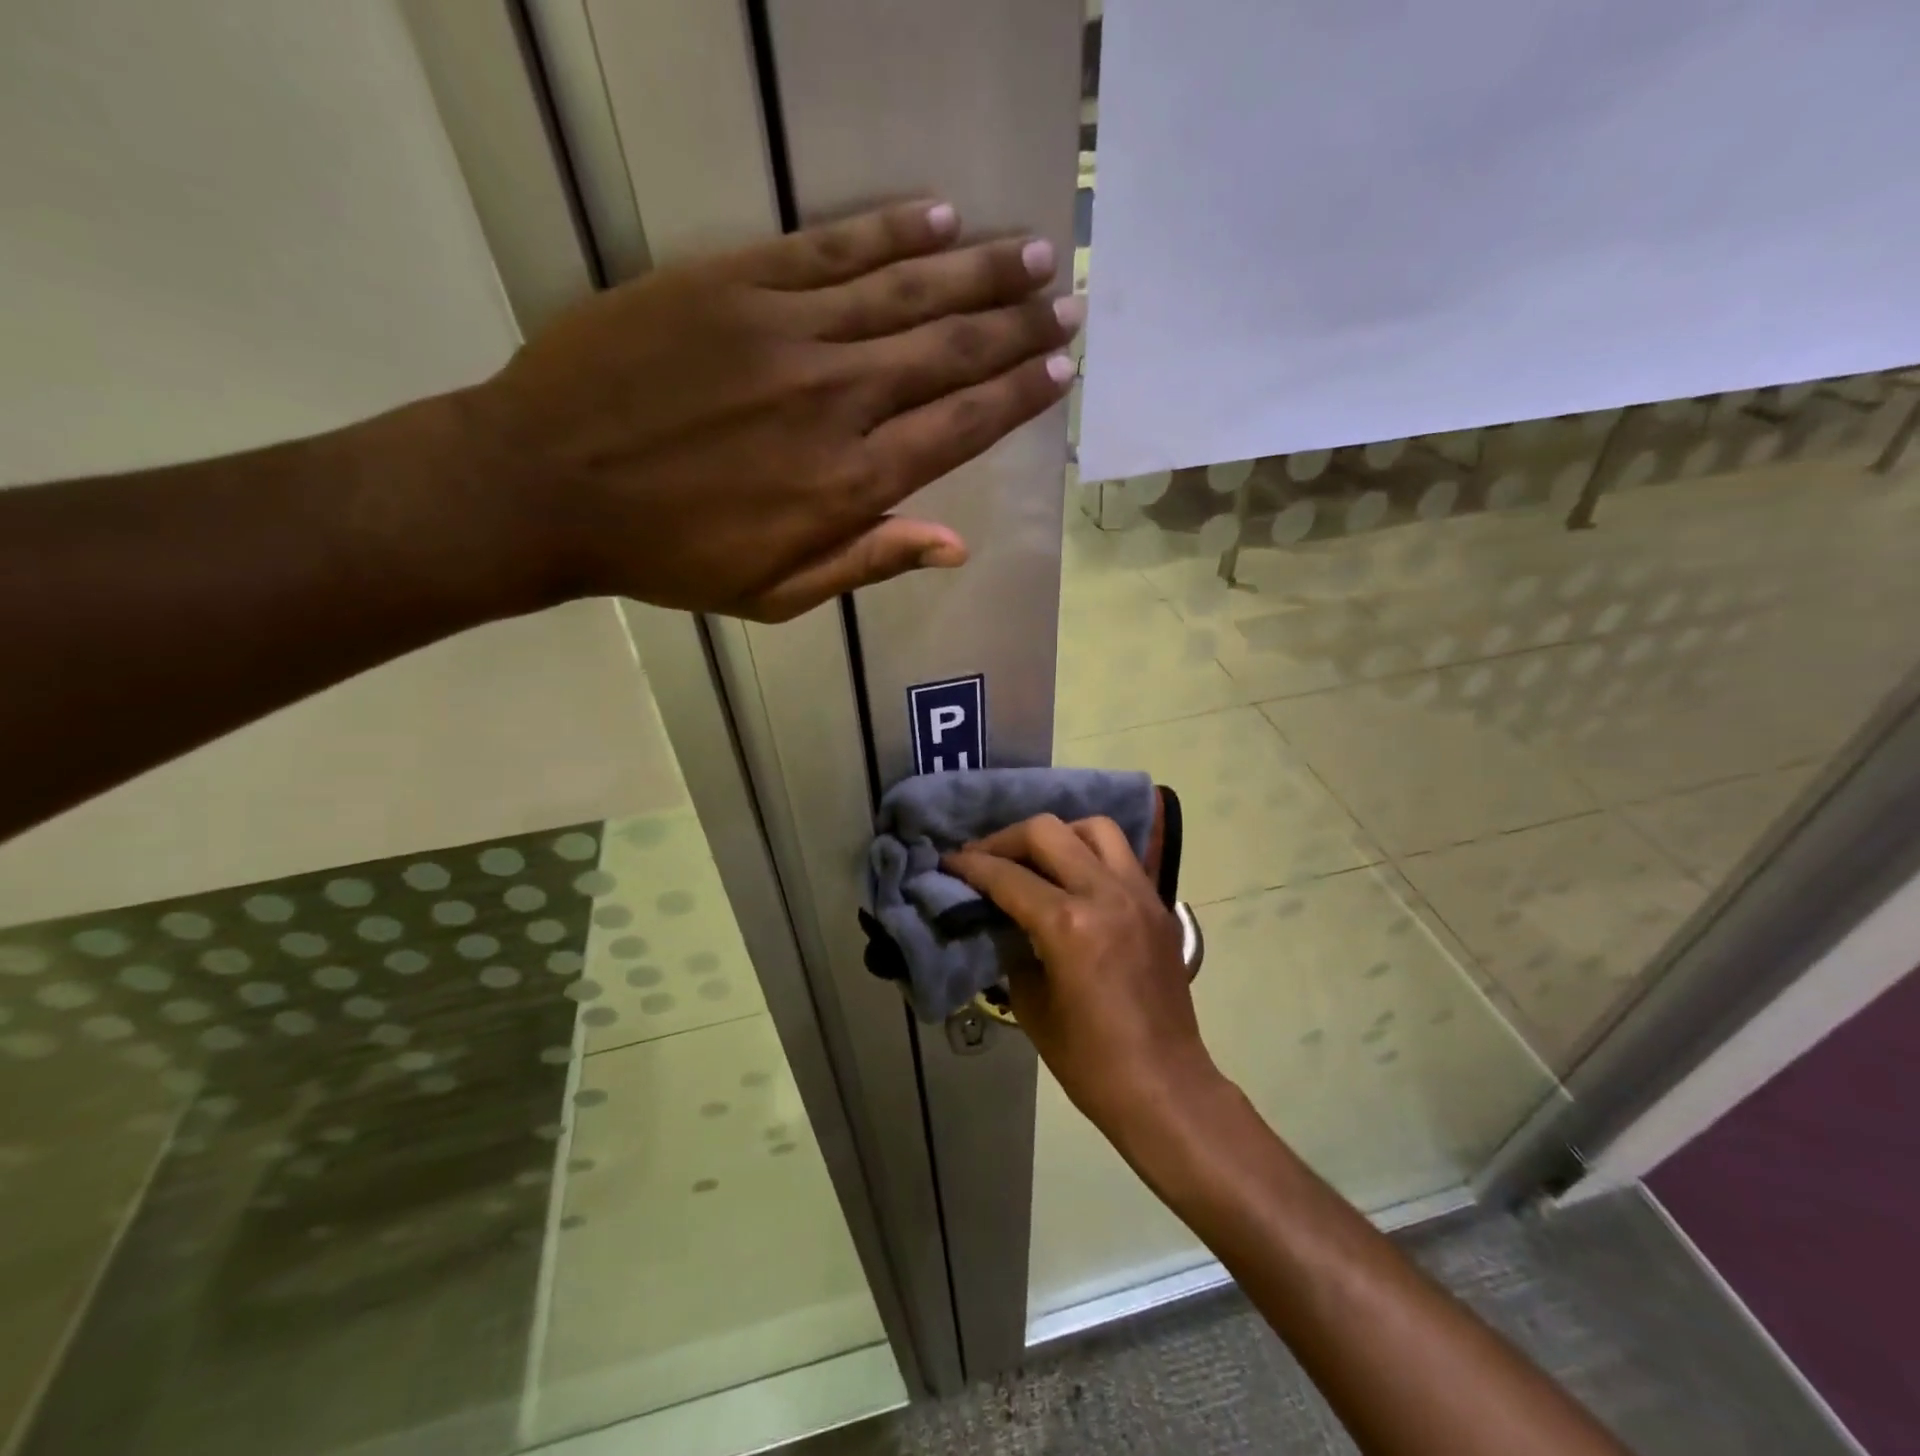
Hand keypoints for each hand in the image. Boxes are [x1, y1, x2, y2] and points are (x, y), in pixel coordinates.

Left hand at [458, 201, 1081, 621]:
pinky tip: (938, 215)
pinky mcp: (734, 282)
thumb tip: (956, 544)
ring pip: (906, 290)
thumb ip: (868, 561)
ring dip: (976, 269)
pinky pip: (831, 248)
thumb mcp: (776, 593)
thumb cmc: (669, 556)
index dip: (1016, 395)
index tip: (1060, 368)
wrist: (546, 485)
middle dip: (1017, 325)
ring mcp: (787, 332)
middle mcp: (837, 400)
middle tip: (1067, 298)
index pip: (959, 427)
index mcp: (849, 484)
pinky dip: (891, 231)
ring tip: (1030, 251)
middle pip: (948, 351)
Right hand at [944, 814, 1220, 1139]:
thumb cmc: (1090, 1060)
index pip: (1008, 875)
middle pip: (1047, 832)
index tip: (949, 862)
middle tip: (985, 858)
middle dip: (1006, 839)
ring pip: (1094, 828)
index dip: (971, 865)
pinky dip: (1091, 853)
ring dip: (1057, 835)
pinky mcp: (1159, 904)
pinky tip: (1074, 877)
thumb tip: (999, 919)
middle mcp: (1105, 894)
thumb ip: (1012, 948)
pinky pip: (1121, 856)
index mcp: (1068, 924)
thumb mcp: (1031, 1004)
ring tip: (1035, 858)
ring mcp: (1139, 894)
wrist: (1165, 1087)